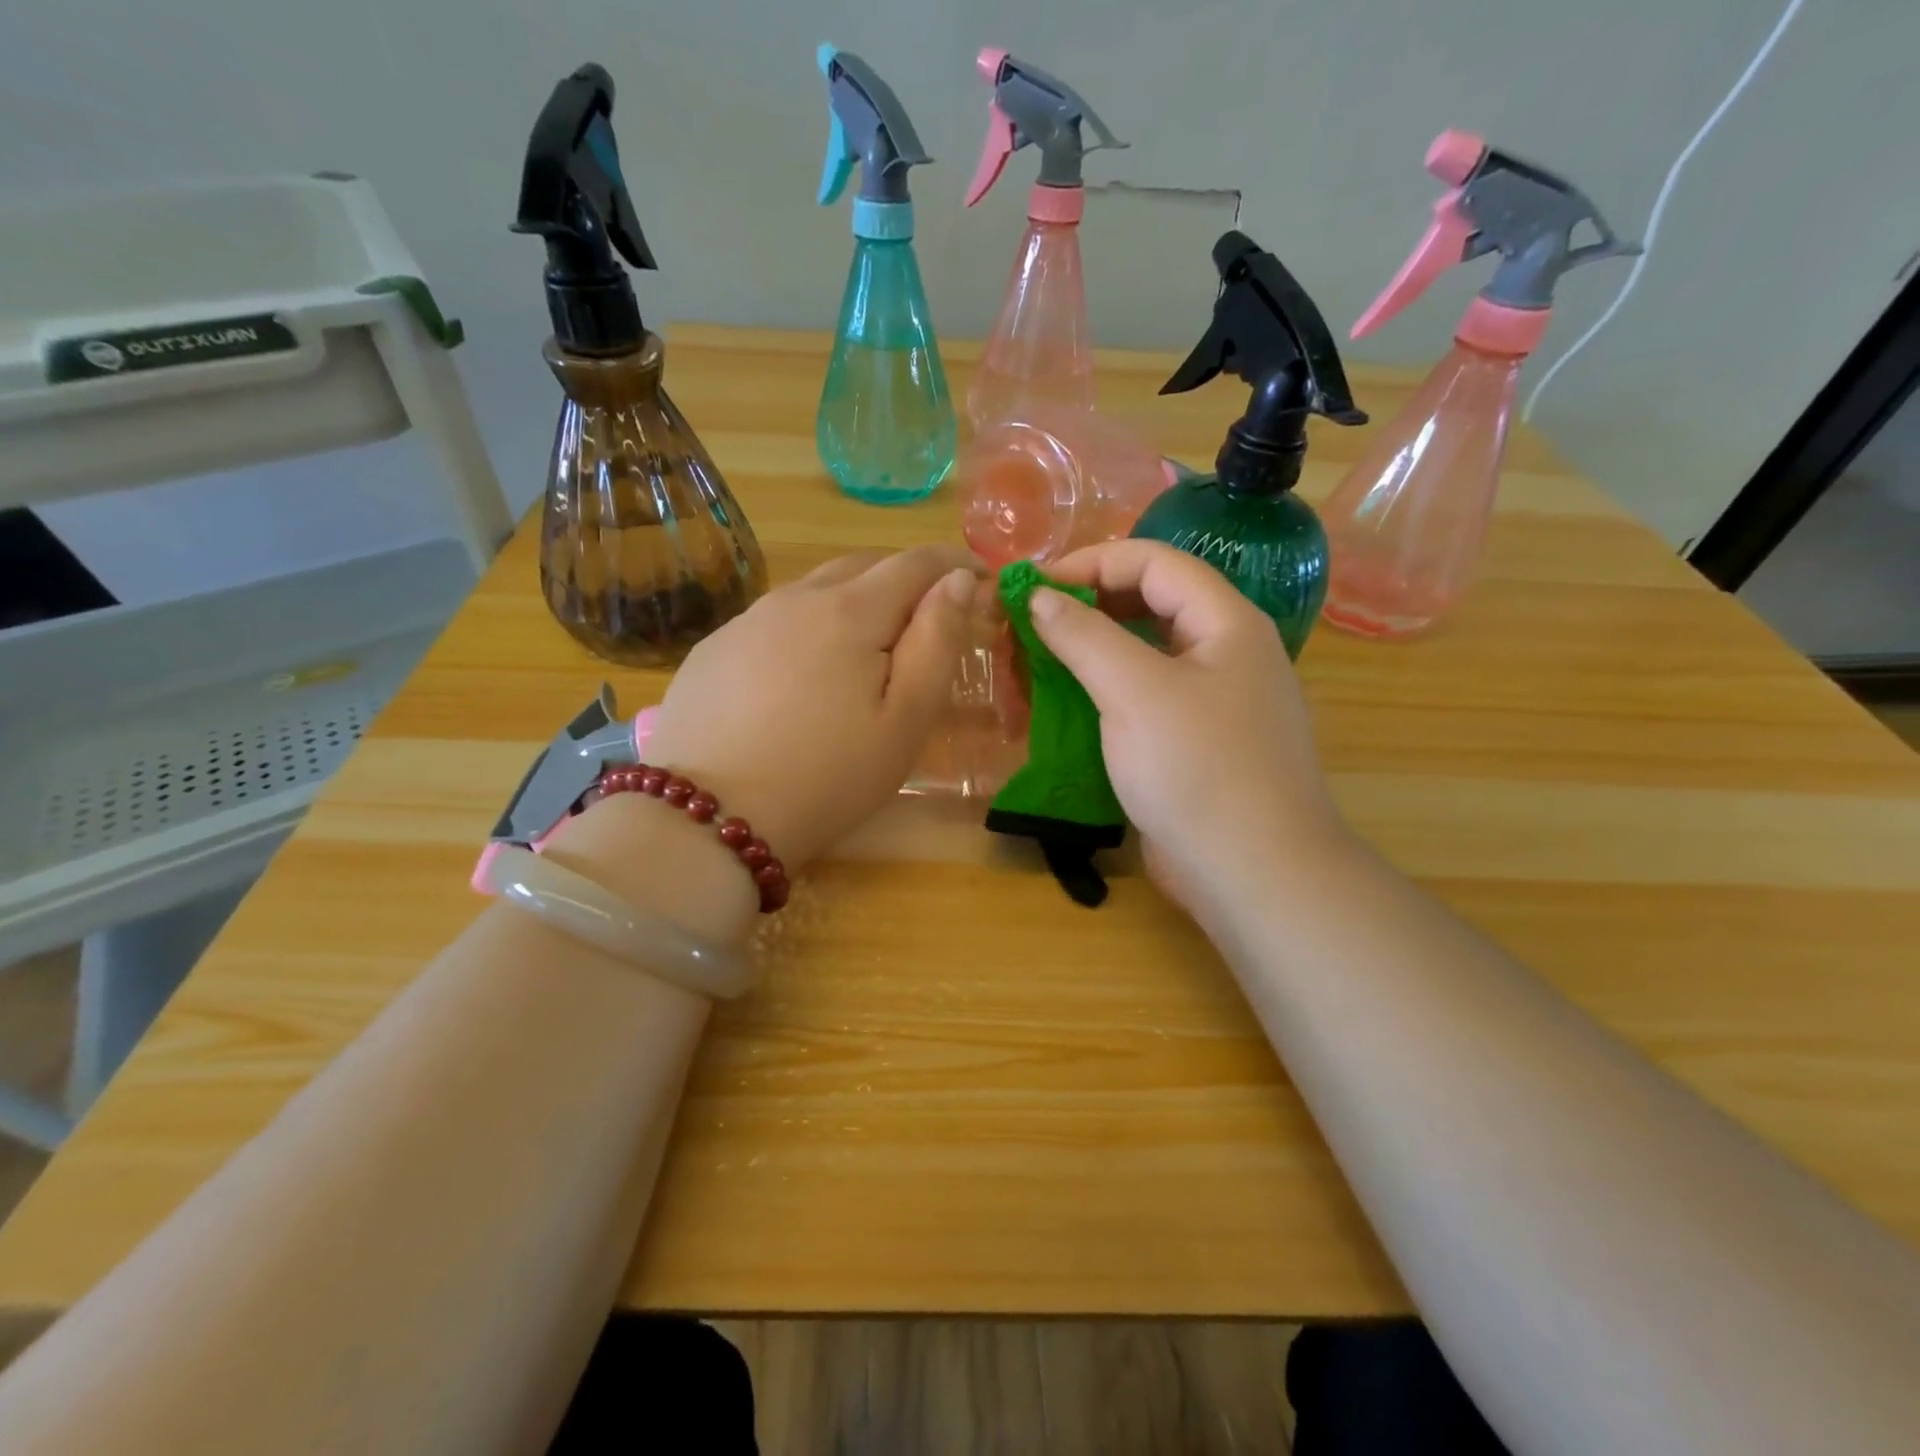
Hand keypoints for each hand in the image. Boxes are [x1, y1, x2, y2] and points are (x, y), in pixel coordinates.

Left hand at [643, 545, 985, 869]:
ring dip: (853, 602)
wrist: (709, 818)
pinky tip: (803, 674)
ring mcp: (746, 621)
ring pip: (815, 590)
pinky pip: (774, 619)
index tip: (980, 578)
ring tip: (867, 648)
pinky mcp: (713, 649)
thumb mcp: (904, 720)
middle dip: (905, 580)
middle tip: (928, 620)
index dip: (954, 562)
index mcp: (849, 612)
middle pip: (862, 566)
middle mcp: (794, 599)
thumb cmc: (828, 777)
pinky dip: (807, 627)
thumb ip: (936, 642)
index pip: (915, 562)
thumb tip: (957, 581)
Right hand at [1030, 539, 1347, 914]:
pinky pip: (1142, 700)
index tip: (1032, 587)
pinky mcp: (1194, 744)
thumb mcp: (1134, 691)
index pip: (1152, 562)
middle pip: (1147, 604)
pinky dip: (1101, 696)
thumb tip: (1039, 597)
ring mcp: (1212, 701)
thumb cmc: (1198, 768)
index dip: (1089, 563)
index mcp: (1226, 621)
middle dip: (1084, 608)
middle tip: (1027, 628)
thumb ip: (1084, 636)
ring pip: (1142, 655)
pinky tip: (1063, 711)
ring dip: (1087, 654)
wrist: (1253, 873)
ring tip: (1035, 667)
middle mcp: (1224, 652)